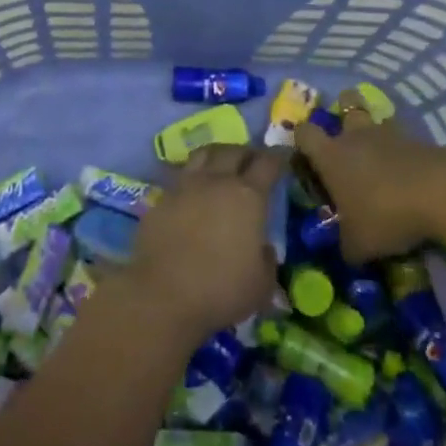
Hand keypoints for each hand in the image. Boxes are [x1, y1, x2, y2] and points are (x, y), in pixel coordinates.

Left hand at [122, 144, 284, 347]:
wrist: (162, 294)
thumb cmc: (221, 290)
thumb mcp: (262, 285)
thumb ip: (266, 260)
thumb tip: (262, 248)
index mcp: (248, 196)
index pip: (268, 163)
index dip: (278, 157)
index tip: (284, 155)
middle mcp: (216, 181)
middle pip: (234, 151)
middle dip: (247, 152)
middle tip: (253, 161)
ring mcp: (185, 186)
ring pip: (203, 154)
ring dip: (218, 155)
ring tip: (222, 165)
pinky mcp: (161, 198)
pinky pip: (180, 177)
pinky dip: (192, 178)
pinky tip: (193, 193)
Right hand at [291, 91, 445, 264]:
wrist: (441, 192)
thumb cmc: (385, 214)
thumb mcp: (359, 245)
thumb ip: (346, 245)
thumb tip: (345, 249)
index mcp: (330, 156)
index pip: (304, 133)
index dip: (301, 141)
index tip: (304, 157)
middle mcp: (355, 136)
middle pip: (345, 103)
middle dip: (343, 114)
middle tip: (346, 141)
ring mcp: (389, 134)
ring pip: (376, 118)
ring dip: (375, 132)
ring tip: (379, 156)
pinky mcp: (419, 139)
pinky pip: (403, 138)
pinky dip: (402, 151)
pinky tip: (407, 173)